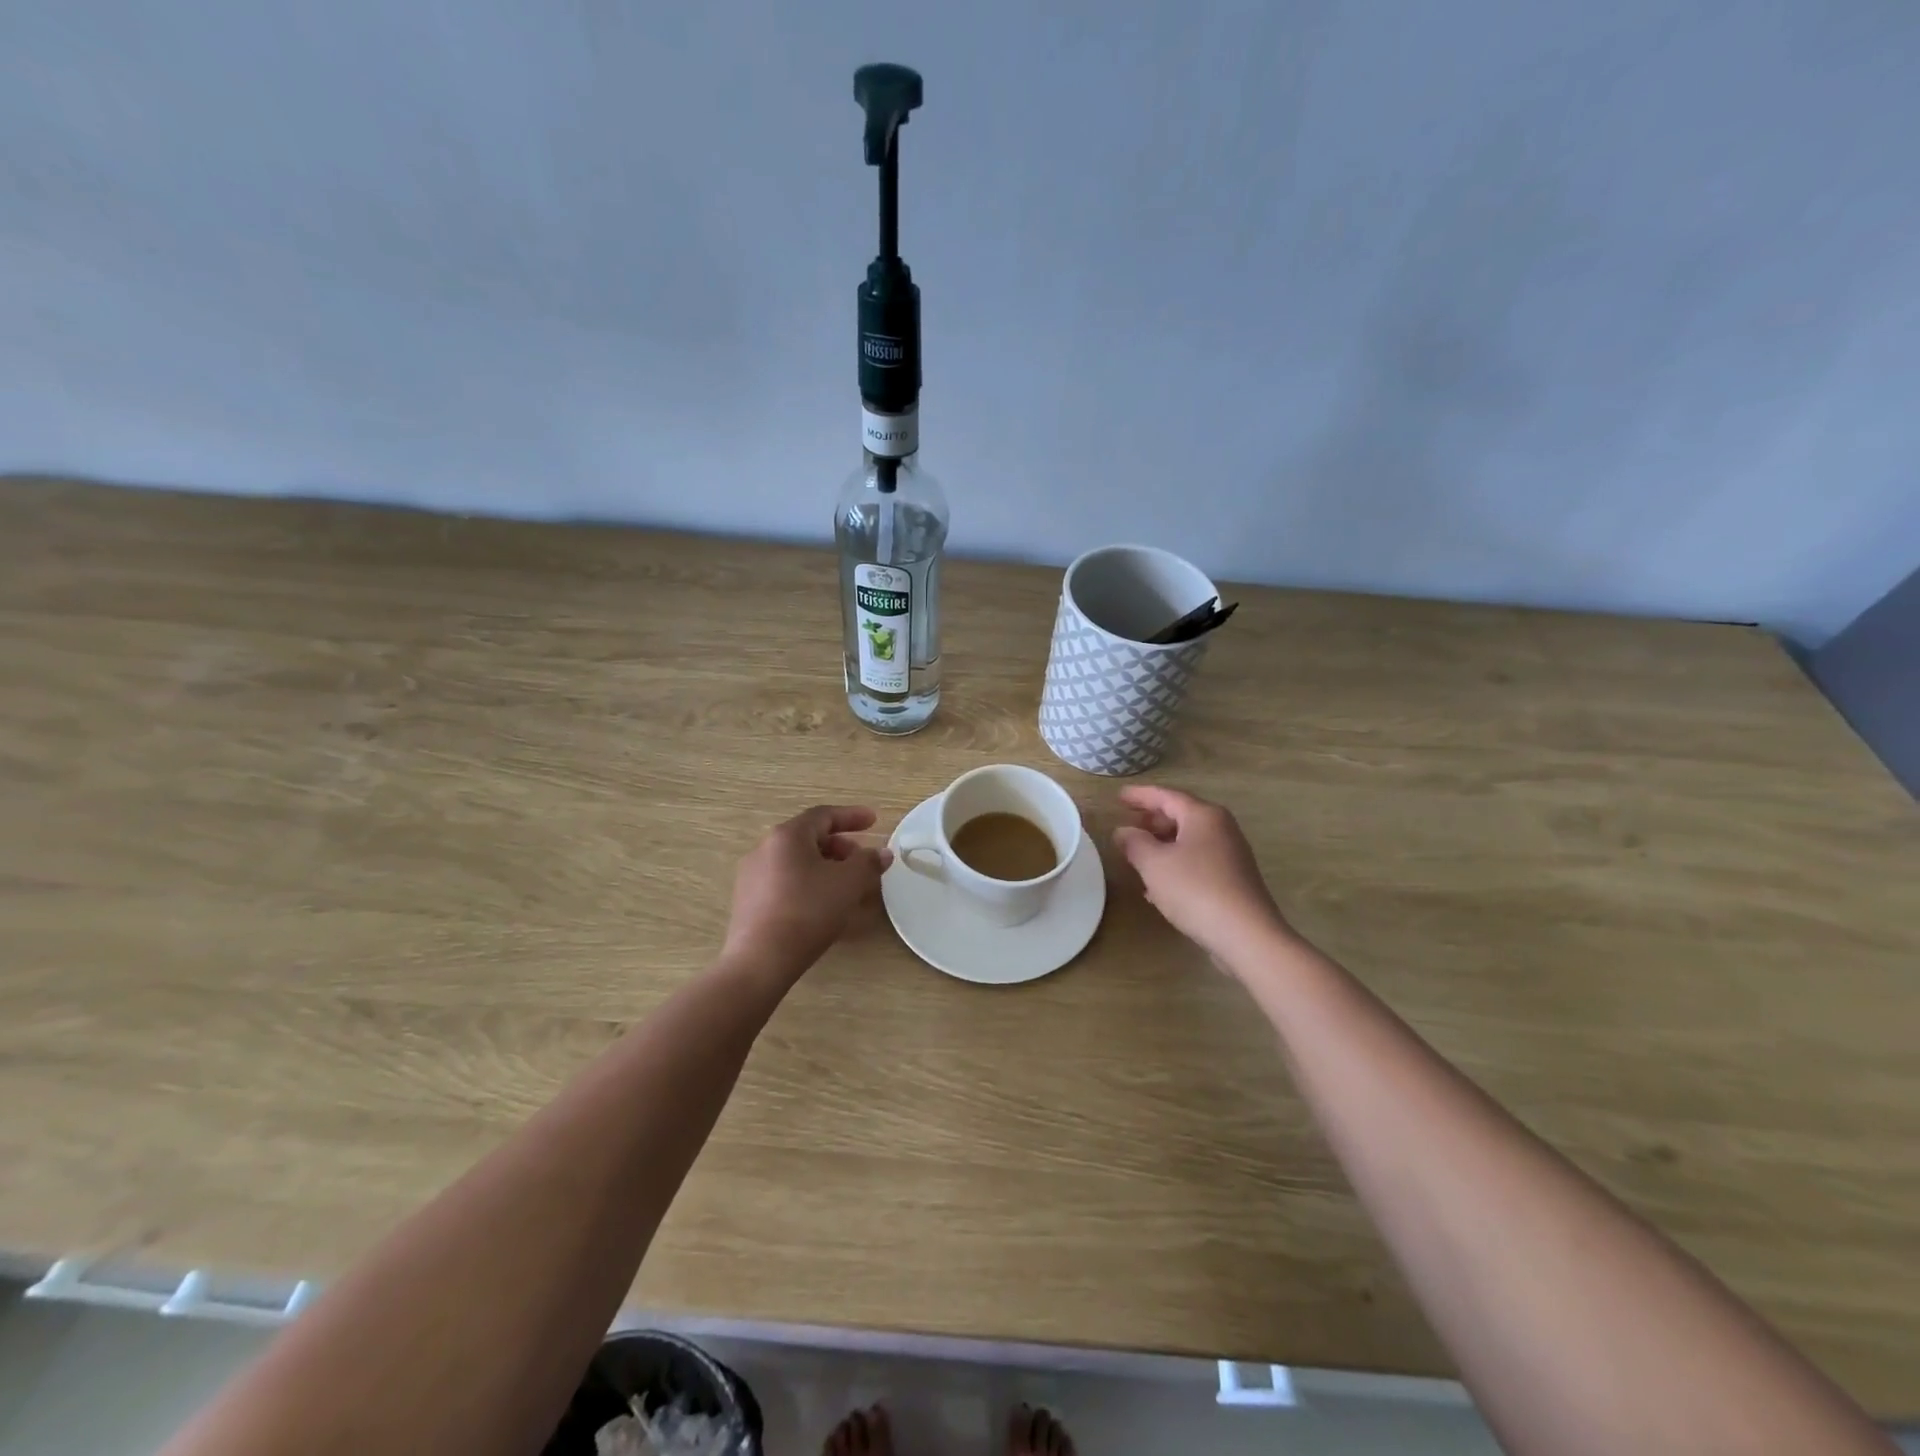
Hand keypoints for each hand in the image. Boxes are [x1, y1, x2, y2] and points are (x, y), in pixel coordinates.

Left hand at [722, 805, 892, 979]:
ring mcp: (752, 875)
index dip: (852, 816)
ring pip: (797, 862)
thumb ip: (868, 862)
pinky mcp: (748, 901)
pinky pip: (785, 882)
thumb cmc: (808, 911)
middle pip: (809, 838)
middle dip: (841, 846)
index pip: (824, 815)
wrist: (761, 960)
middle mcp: (765, 848)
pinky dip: (809, 884)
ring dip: (826, 867)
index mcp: (787, 836)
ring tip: (847, 887)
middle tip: (862, 861)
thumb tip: (881, 853)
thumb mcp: (848, 883)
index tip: (874, 822)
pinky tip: (823, 906)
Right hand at [1112, 785, 1290, 970]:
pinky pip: (1197, 862)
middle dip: (1152, 820)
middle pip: (1181, 815)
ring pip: (1189, 840)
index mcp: (1203, 816)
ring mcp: (1230, 855)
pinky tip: (1157, 886)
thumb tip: (1123, 831)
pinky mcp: (1233, 880)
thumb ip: (1134, 843)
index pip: (1166, 796)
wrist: (1246, 935)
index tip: (1118, 797)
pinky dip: (1175, 865)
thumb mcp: (1154, 864)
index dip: (1140, 796)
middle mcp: (1221, 829)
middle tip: (1128, 824)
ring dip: (1162, 845)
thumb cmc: (1195, 889)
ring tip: (1138, 854)